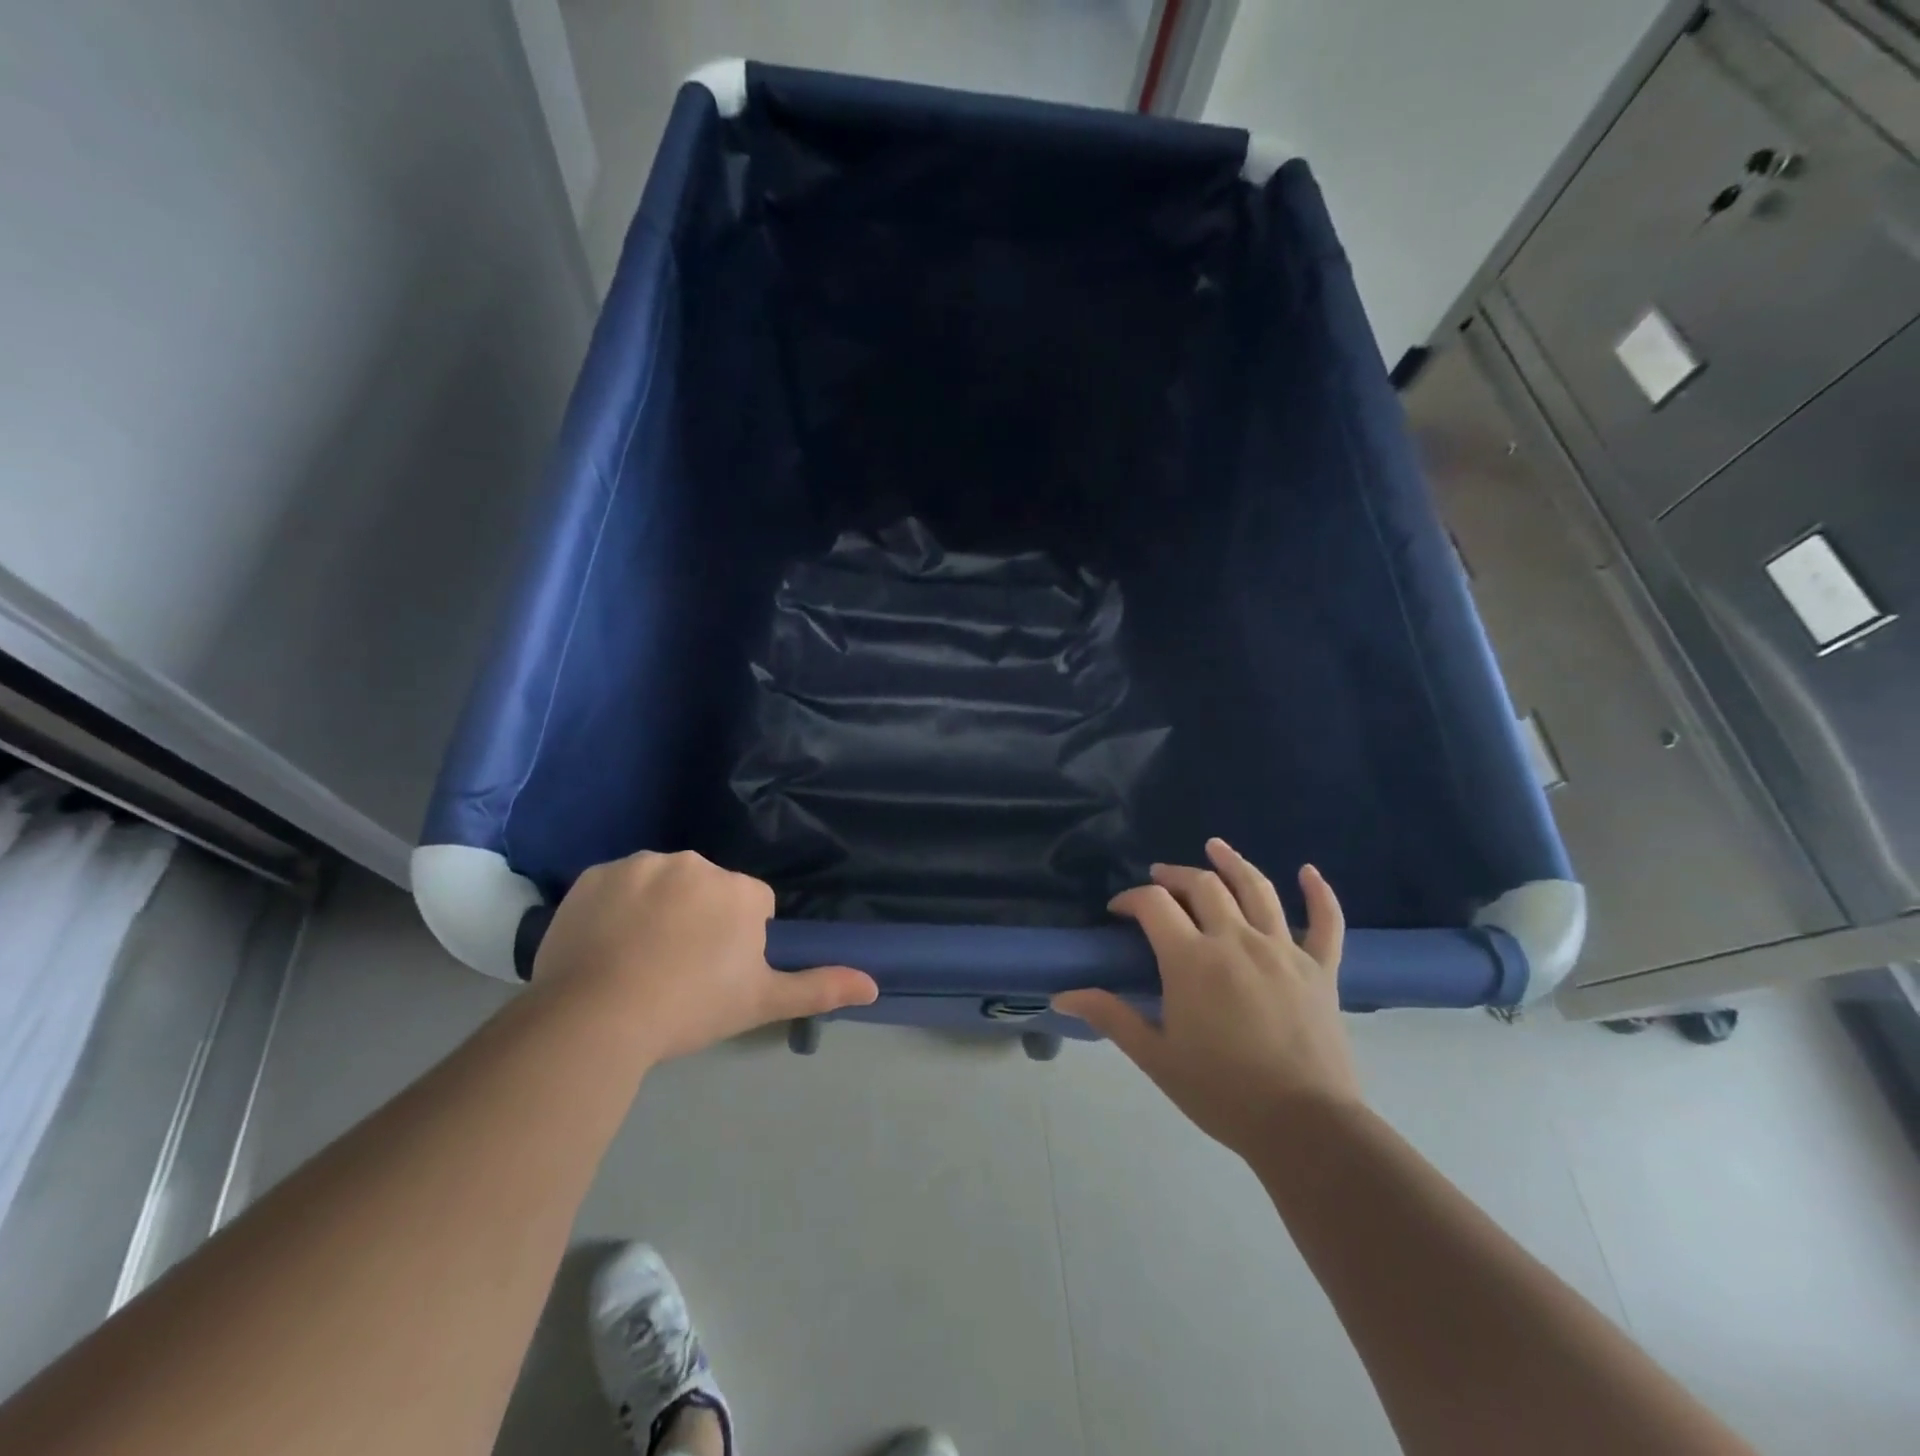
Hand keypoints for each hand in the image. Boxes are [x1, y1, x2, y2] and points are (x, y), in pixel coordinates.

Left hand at [532, 851, 877, 1063]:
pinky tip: (603, 945)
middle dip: (699, 919)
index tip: (715, 974)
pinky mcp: (596, 873)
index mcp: (739, 890)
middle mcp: (696, 864)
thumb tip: (873, 984)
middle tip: (675, 970)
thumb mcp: (760, 1002)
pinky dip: (615, 907)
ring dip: (657, 909)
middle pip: (706, 890)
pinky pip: (617, 885)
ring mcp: (642, 864)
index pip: (751, 906)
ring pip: (662, 883)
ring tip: (635, 961)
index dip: (737, 940)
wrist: (596, 1018)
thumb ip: (819, 987)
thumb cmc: (690, 1008)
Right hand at [1055, 839, 1359, 1158]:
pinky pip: (1326, 921)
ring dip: (1233, 862)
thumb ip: (1111, 1017)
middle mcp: (1236, 940)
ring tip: (1215, 847)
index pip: (1154, 905)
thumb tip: (1062, 995)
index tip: (1119, 910)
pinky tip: (1308, 871)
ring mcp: (1283, 950)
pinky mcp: (1321, 968)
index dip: (1131, 899)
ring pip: (1257, 889)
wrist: (1305, 1127)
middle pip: (1202, 886)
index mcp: (1192, 960)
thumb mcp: (1156, 1057)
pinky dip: (1319, 893)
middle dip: (1175, 876)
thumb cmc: (1222, 1093)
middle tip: (1160, 879)